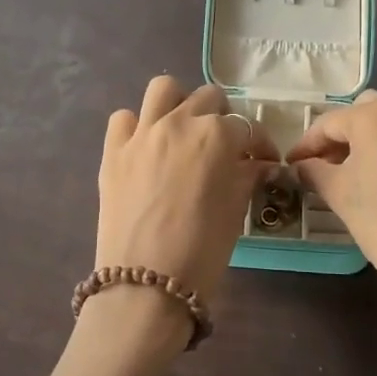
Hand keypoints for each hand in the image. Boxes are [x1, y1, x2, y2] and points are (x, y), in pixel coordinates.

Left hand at [96, 76, 276, 303]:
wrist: (145, 285)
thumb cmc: (202, 251)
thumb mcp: (236, 211)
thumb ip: (248, 176)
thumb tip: (261, 165)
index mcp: (216, 136)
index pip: (247, 127)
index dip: (260, 144)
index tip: (264, 162)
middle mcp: (178, 122)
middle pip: (208, 99)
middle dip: (223, 119)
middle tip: (226, 148)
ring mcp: (141, 133)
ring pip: (163, 90)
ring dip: (179, 104)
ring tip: (185, 131)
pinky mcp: (112, 151)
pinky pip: (124, 118)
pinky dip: (137, 126)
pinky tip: (146, 149)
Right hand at [287, 92, 376, 361]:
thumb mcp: (340, 197)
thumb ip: (315, 172)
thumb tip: (303, 166)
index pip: (329, 123)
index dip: (307, 144)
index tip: (294, 164)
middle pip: (366, 113)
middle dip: (344, 135)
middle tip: (329, 165)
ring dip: (375, 142)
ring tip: (363, 175)